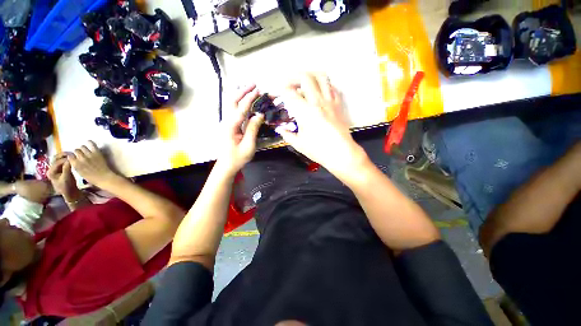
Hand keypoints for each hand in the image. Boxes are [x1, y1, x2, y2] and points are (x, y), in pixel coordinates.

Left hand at [48, 154, 80, 201]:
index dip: (64, 159)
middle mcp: (51, 169)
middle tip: (72, 153)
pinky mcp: (61, 169)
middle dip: (63, 155)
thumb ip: (67, 168)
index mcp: (51, 172)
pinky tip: (72, 159)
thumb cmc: (67, 187)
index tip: (73, 157)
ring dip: (65, 156)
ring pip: (59, 159)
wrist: (70, 192)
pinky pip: (62, 162)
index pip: (57, 162)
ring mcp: (56, 169)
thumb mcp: (67, 178)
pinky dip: (67, 159)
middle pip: (55, 159)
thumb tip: (69, 159)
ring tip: (72, 155)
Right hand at [67, 141, 117, 188]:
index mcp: (76, 165)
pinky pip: (92, 144)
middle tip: (81, 154)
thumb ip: (75, 165)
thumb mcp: (80, 172)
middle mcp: (81, 158)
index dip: (72, 155)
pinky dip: (90, 142)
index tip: (74, 156)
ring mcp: (89, 155)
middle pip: (76, 150)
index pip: (69, 156)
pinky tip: (89, 142)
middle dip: (77, 152)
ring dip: (83, 148)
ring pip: (82, 147)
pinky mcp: (97, 153)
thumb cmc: (92, 178)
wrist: (104, 177)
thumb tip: (73, 159)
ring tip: (85, 150)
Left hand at [216, 85, 263, 174]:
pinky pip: (233, 109)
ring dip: (240, 94)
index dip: (250, 98)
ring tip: (250, 88)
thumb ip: (253, 129)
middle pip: (232, 101)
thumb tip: (259, 115)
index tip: (259, 91)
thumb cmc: (238, 157)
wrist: (227, 165)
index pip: (241, 108)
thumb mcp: (248, 145)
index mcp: (231, 126)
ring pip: (231, 104)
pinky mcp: (229, 125)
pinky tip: (245, 99)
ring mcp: (227, 122)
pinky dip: (239, 101)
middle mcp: (227, 121)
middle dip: (243, 91)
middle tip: (254, 84)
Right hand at [276, 73, 367, 177]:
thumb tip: (280, 129)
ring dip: (310, 76)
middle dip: (294, 77)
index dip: (283, 90)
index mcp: (305, 112)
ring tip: (304, 83)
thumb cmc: (318, 150)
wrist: (341, 153)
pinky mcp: (339, 105)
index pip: (291, 93)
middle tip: (289, 84)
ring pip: (322, 77)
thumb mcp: (299, 144)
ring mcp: (330, 101)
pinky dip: (324, 85)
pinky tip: (320, 92)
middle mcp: (318, 102)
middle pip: (305, 77)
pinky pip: (333, 88)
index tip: (280, 93)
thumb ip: (287, 134)